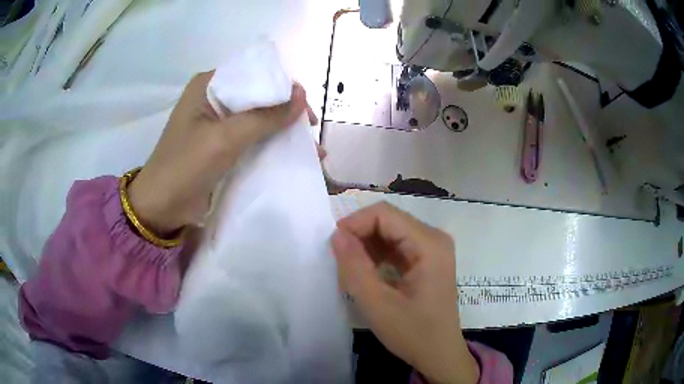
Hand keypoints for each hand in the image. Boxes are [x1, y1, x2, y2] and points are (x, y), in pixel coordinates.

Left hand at [128, 71, 318, 235]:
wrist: (162, 207)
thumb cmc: (185, 166)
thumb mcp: (224, 138)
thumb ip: (263, 117)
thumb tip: (301, 96)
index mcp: (209, 84)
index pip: (254, 74)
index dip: (282, 88)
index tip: (304, 109)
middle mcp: (215, 98)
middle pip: (259, 96)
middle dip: (286, 113)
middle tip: (309, 131)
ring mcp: (218, 122)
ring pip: (258, 117)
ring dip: (283, 131)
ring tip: (312, 149)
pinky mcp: (221, 143)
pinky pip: (252, 136)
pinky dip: (271, 144)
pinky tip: (293, 155)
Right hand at [331, 202, 478, 383]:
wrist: (439, 354)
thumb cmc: (413, 333)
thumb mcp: (377, 304)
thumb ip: (354, 267)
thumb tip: (337, 234)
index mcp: (429, 244)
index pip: (384, 214)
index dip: (355, 223)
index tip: (334, 245)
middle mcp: (434, 238)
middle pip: (389, 221)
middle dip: (360, 235)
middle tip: (340, 260)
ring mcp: (432, 249)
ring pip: (391, 232)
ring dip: (367, 246)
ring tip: (351, 268)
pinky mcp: (427, 260)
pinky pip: (397, 246)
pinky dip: (377, 255)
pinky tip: (367, 273)